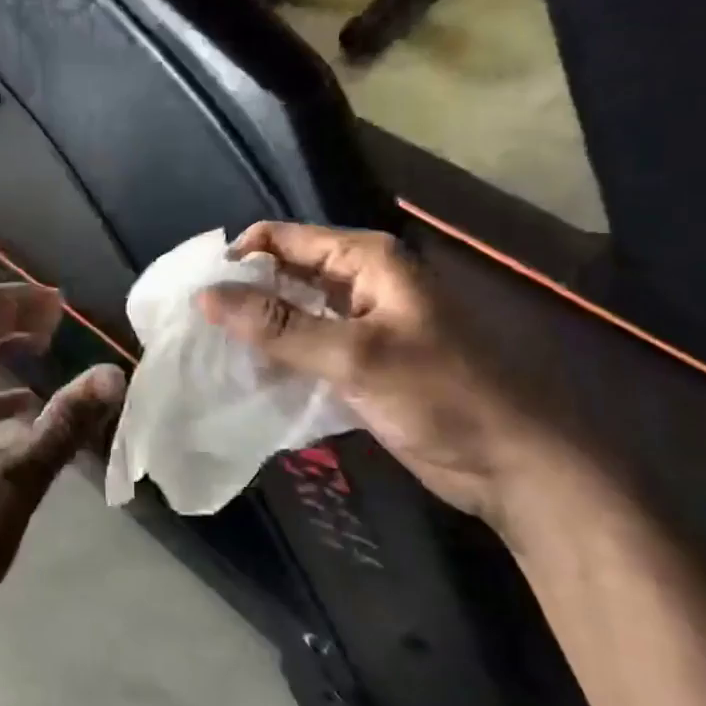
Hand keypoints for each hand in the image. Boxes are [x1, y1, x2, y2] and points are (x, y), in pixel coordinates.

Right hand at [198, 223, 566, 528]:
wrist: (511, 466)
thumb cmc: (440, 396)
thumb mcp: (354, 356)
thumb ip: (278, 326)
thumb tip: (205, 296)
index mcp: (366, 260)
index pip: (283, 239)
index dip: (239, 258)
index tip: (197, 292)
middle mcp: (360, 282)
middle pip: (285, 274)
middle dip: (242, 295)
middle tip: (194, 324)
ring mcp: (359, 324)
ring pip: (291, 313)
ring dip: (256, 329)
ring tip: (208, 349)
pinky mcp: (358, 362)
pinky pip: (304, 348)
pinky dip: (276, 357)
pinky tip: (244, 375)